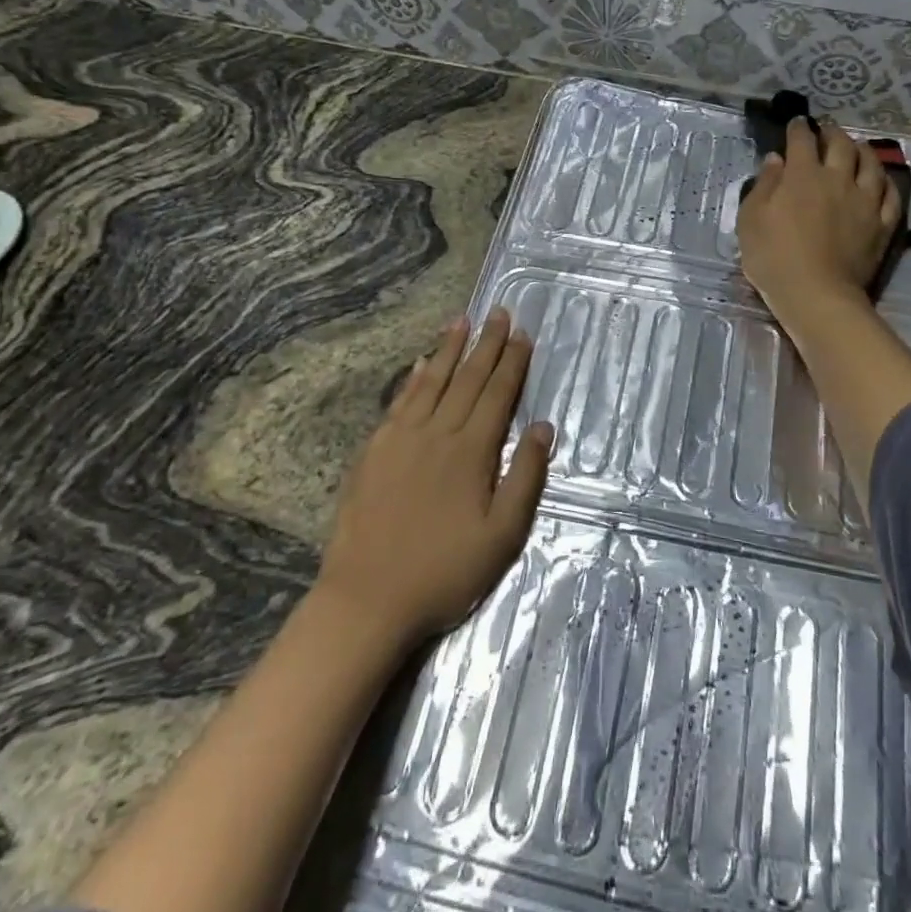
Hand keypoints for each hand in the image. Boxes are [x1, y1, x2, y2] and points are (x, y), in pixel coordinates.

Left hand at [318, 310, 552, 647]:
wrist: (366, 600)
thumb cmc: (443, 572)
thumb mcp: (502, 536)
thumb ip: (526, 478)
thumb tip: (544, 427)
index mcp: (471, 452)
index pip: (498, 395)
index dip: (512, 363)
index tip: (523, 334)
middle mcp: (438, 433)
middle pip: (467, 378)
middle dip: (487, 343)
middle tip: (499, 312)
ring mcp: (401, 439)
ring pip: (432, 381)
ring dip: (449, 349)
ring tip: (462, 320)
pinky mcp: (374, 451)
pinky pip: (400, 402)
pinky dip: (414, 378)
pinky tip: (421, 364)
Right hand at [738, 118, 900, 325]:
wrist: (816, 295)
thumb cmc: (773, 257)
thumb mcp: (751, 219)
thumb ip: (764, 185)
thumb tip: (776, 159)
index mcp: (802, 175)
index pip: (802, 140)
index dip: (798, 128)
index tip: (797, 123)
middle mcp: (837, 179)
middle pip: (841, 144)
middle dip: (832, 132)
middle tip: (826, 131)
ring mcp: (865, 201)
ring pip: (871, 164)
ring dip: (862, 150)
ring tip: (857, 147)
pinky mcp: (882, 224)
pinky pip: (891, 195)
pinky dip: (885, 182)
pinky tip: (880, 181)